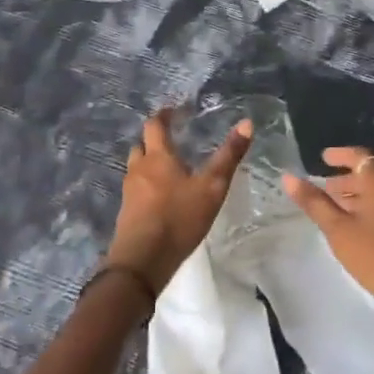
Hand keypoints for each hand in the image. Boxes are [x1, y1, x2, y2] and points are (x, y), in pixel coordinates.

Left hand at [107, 108, 251, 294]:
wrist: (141, 262)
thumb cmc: (178, 218)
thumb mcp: (212, 187)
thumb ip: (229, 156)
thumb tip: (247, 123)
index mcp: (157, 157)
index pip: (155, 125)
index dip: (164, 115)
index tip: (175, 110)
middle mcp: (139, 169)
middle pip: (142, 146)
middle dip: (155, 140)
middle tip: (173, 141)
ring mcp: (129, 192)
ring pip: (137, 168)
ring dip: (149, 164)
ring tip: (169, 170)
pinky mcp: (126, 214)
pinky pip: (136, 190)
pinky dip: (146, 186)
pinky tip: (161, 199)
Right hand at [284, 148, 373, 349]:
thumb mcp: (338, 230)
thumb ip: (315, 203)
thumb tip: (289, 178)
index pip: (361, 156)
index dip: (341, 155)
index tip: (323, 158)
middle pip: (370, 174)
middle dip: (346, 179)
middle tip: (324, 188)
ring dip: (357, 195)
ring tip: (335, 209)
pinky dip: (368, 208)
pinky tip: (356, 229)